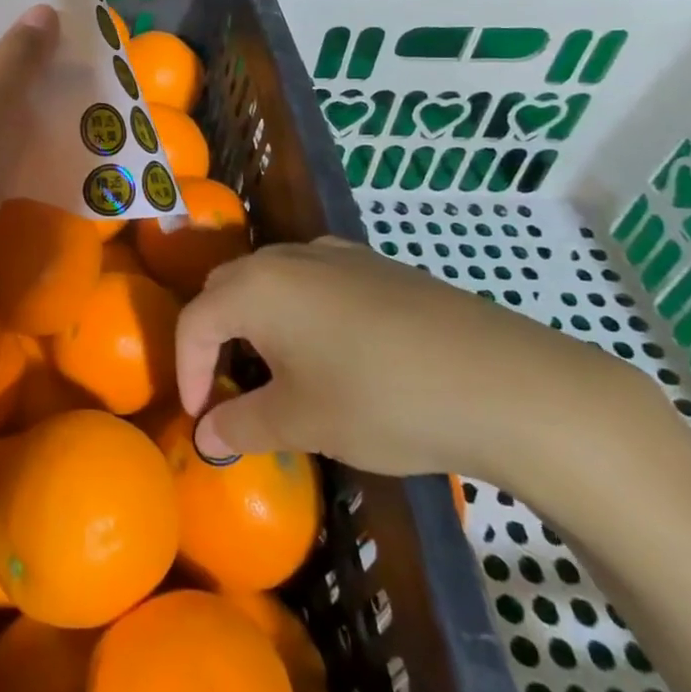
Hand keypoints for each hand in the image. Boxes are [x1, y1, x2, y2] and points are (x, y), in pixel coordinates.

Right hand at [175, 237, 643, 479]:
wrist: (504, 382)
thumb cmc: (381, 400)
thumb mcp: (302, 422)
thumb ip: (242, 426)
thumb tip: (206, 437)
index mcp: (256, 287)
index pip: (194, 320)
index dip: (186, 370)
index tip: (200, 417)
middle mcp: (287, 257)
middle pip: (226, 289)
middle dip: (215, 337)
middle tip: (229, 387)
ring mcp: (336, 254)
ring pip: (271, 280)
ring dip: (258, 321)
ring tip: (279, 370)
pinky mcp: (377, 265)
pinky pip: (314, 280)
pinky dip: (300, 310)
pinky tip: (334, 350)